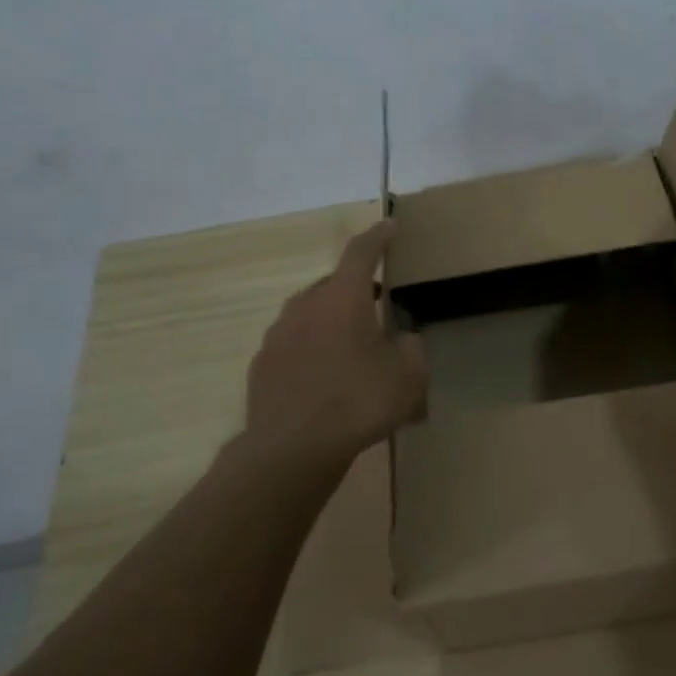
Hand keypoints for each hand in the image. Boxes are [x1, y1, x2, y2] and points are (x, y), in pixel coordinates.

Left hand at [243, 221, 426, 455]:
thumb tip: (404, 339)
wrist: (292, 448)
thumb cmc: (358, 401)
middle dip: (357, 288)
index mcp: (343, 298)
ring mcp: (278, 334)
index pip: (362, 252)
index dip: (379, 237)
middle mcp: (306, 306)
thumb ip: (412, 346)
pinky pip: (295, 344)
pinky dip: (313, 349)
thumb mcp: (410, 375)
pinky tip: (325, 377)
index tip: (390, 227)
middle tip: (378, 304)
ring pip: (311, 313)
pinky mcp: (263, 364)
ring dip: (332, 320)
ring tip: (352, 346)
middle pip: (334, 284)